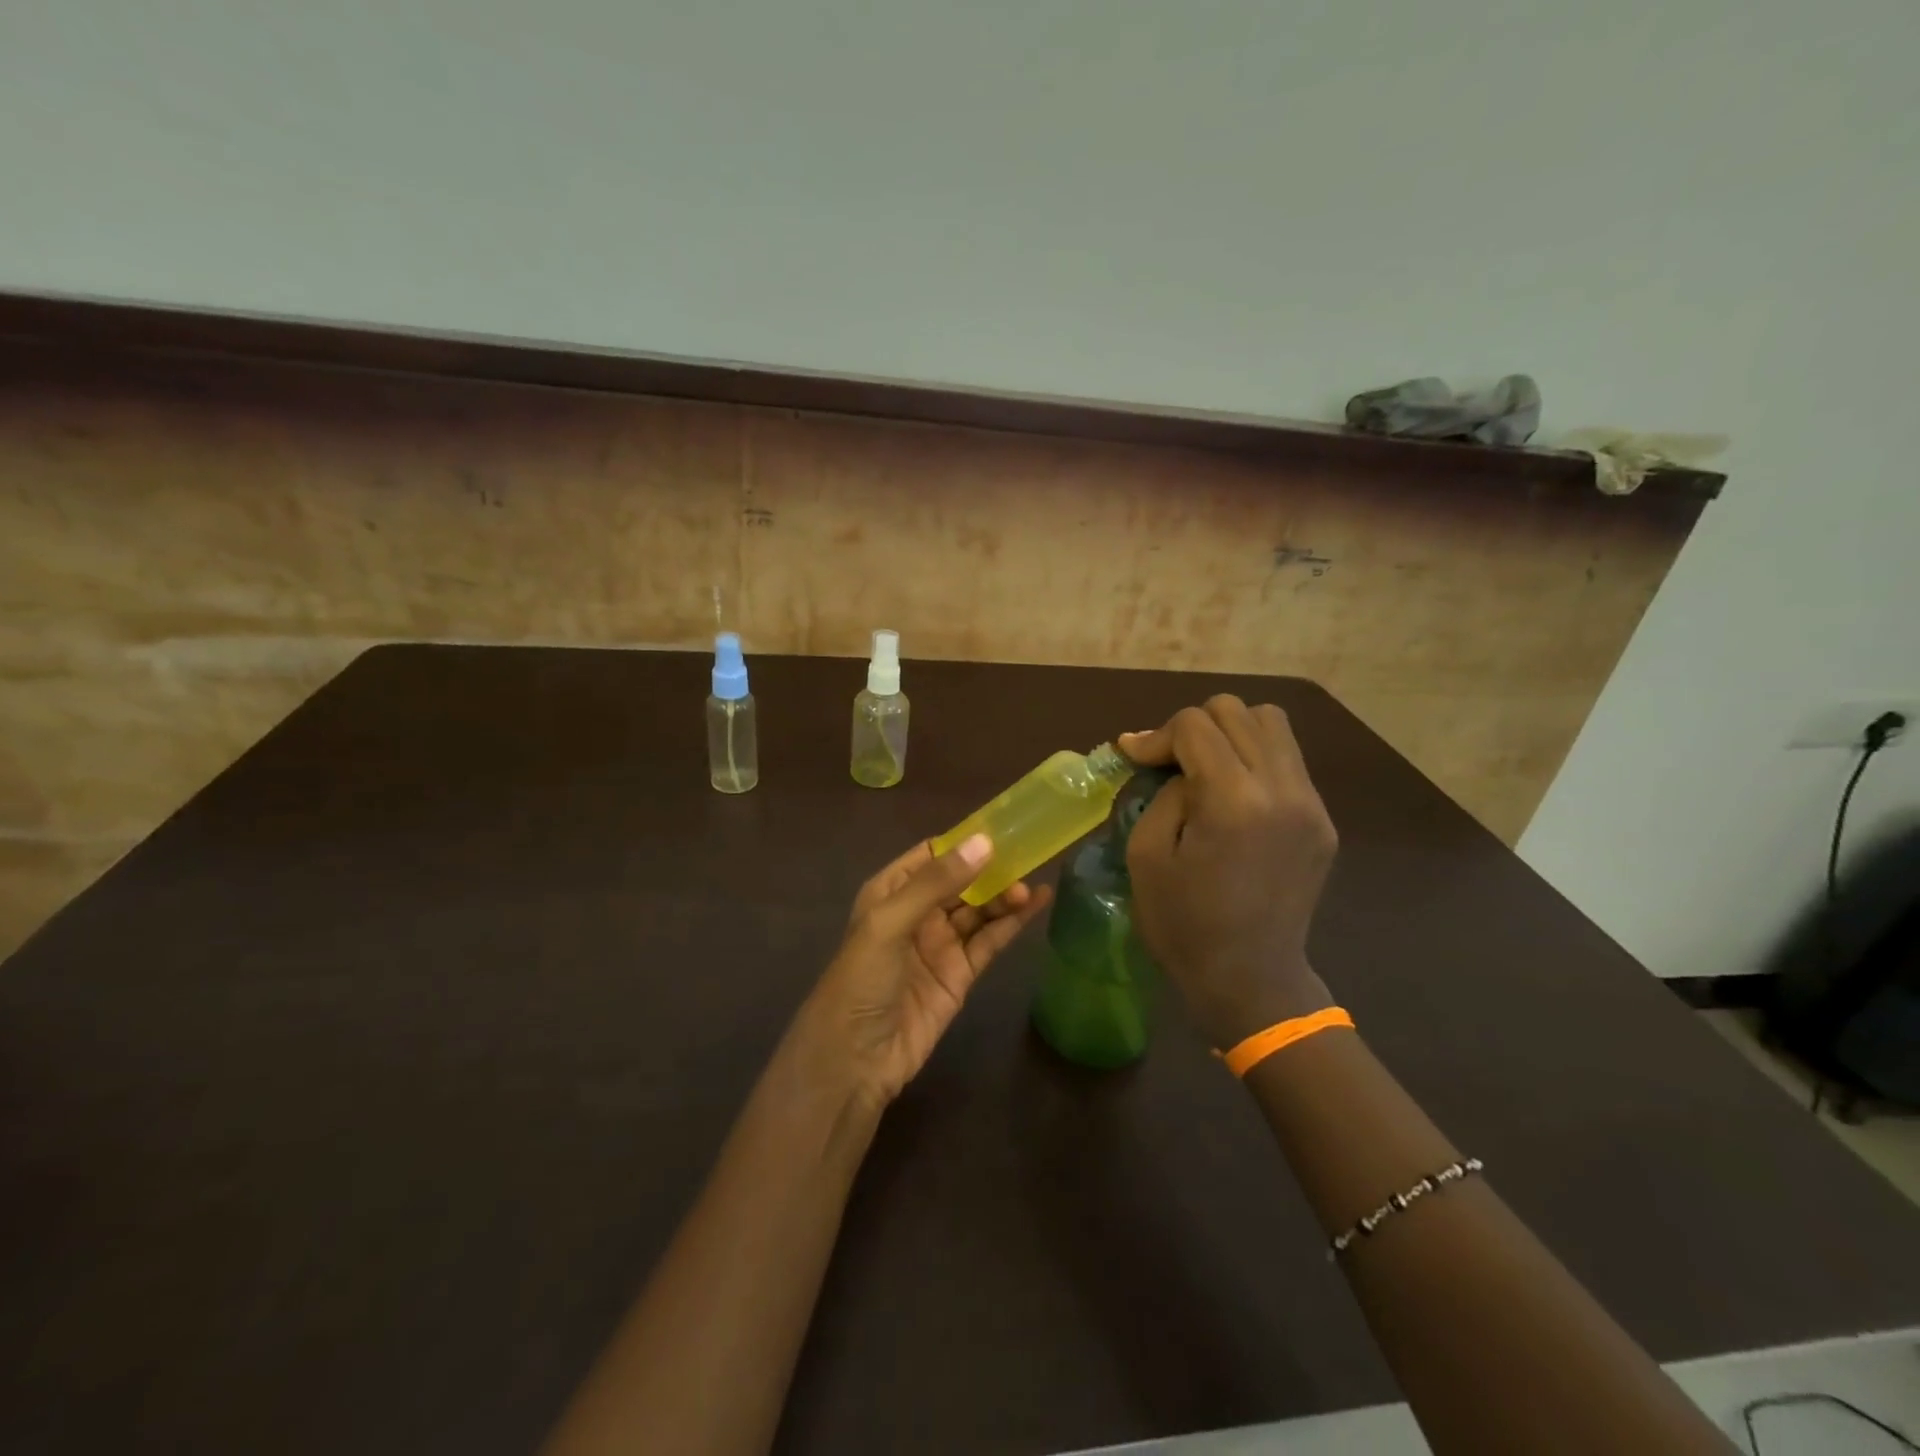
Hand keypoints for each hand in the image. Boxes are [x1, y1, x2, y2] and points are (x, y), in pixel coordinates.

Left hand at [799, 835, 1052, 1108]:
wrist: (854, 1060)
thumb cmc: (861, 980)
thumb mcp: (890, 922)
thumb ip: (937, 882)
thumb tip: (985, 842)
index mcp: (891, 891)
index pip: (931, 854)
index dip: (964, 841)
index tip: (1003, 827)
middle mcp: (916, 912)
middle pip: (961, 880)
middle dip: (991, 868)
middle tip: (1028, 855)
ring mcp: (940, 944)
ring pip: (979, 910)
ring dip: (1004, 895)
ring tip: (1031, 886)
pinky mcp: (960, 974)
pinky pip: (989, 940)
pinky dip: (1012, 923)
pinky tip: (1036, 903)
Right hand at [1120, 696, 1336, 1047]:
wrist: (1250, 979)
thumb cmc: (1183, 924)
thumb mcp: (1146, 854)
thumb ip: (1162, 793)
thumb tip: (1173, 764)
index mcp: (1233, 801)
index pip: (1195, 725)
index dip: (1156, 735)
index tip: (1134, 758)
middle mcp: (1282, 790)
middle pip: (1236, 712)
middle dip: (1193, 727)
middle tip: (1169, 763)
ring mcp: (1311, 804)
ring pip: (1271, 724)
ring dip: (1230, 734)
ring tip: (1205, 767)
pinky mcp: (1323, 821)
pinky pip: (1287, 761)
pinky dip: (1254, 759)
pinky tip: (1233, 794)